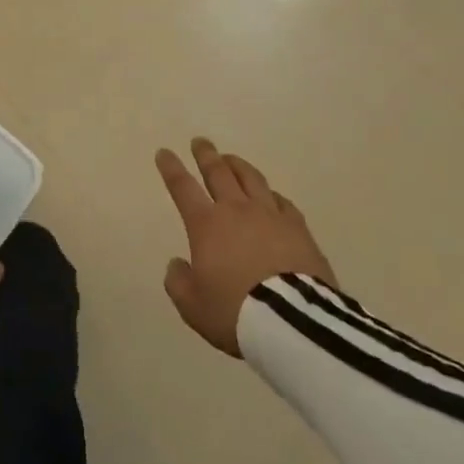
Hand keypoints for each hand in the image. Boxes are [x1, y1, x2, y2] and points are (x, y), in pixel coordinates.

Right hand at [156, 138, 335, 356]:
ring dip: (237, 165)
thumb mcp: (192, 306)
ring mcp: (270, 215)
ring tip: (231, 158)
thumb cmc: (235, 311)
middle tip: (200, 142)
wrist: (292, 321)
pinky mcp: (298, 227)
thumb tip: (178, 263)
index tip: (164, 152)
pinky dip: (270, 194)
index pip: (183, 187)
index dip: (171, 168)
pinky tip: (271, 195)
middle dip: (206, 155)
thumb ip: (178, 282)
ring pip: (251, 178)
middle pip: (219, 172)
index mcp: (206, 224)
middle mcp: (237, 210)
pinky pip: (282, 201)